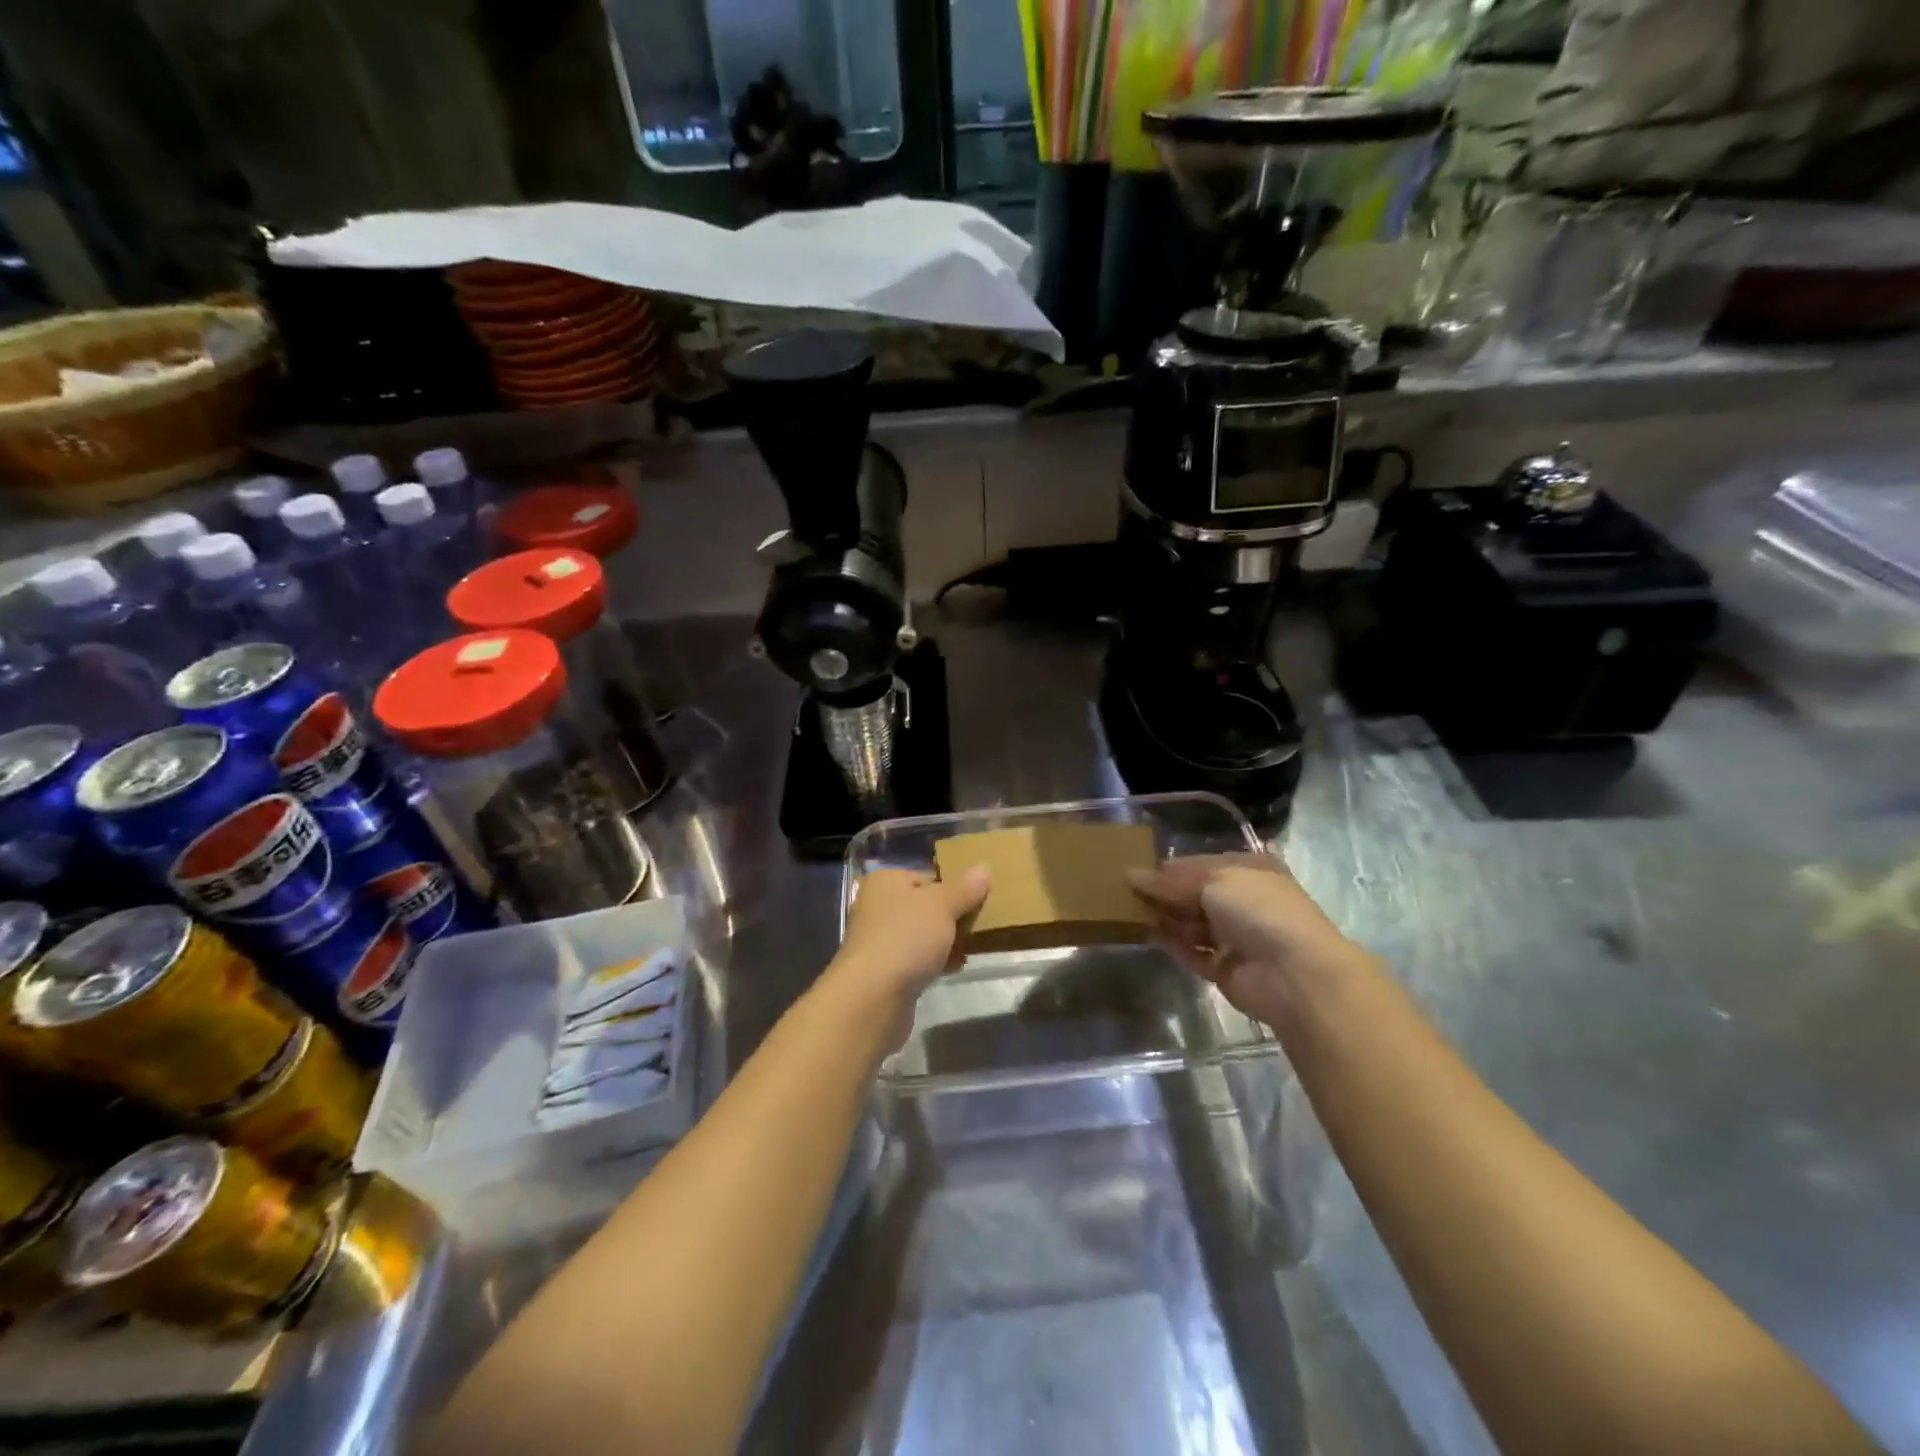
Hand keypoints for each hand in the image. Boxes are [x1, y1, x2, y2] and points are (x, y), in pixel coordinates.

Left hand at [831, 866, 991, 1010]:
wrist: (872, 997)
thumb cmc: (906, 938)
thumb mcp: (942, 906)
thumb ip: (964, 889)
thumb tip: (982, 869)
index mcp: (886, 881)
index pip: (927, 876)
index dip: (953, 887)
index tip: (978, 901)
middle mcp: (877, 906)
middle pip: (924, 906)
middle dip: (951, 917)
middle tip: (978, 926)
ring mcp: (878, 940)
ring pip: (921, 934)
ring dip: (945, 942)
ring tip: (970, 949)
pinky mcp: (883, 970)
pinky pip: (916, 959)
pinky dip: (934, 963)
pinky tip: (953, 969)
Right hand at [1129, 852, 1367, 1024]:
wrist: (1295, 974)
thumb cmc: (1258, 910)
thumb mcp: (1212, 881)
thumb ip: (1169, 881)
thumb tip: (1130, 875)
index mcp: (1249, 870)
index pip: (1200, 864)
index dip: (1169, 868)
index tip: (1135, 871)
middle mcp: (1244, 900)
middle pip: (1195, 894)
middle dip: (1165, 894)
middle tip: (1125, 893)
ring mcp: (1237, 937)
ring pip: (1193, 924)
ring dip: (1167, 919)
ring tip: (1130, 913)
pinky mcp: (1226, 969)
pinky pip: (1194, 953)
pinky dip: (1174, 945)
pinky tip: (1149, 936)